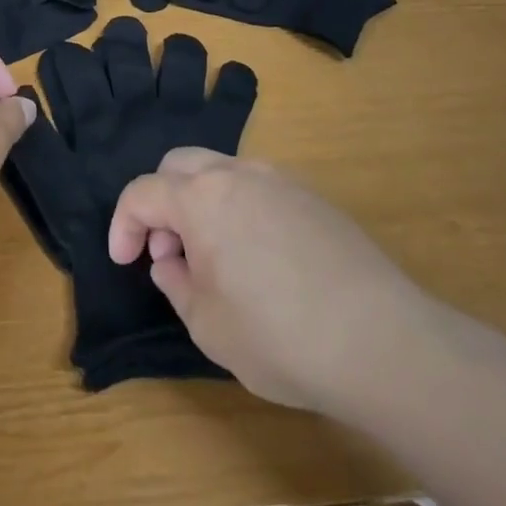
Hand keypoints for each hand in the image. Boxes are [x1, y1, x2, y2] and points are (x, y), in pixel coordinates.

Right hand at [109, 148, 450, 415]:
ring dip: (200, 202)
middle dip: (161, 202)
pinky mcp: (313, 197)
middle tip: (169, 252)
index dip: (123, 224)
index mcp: (201, 198)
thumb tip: (172, 261)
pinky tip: (259, 257)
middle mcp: (237, 173)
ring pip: (220, 169)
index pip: (142, 192)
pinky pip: (258, 187)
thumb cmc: (279, 337)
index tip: (125, 260)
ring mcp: (280, 180)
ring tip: (214, 257)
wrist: (381, 341)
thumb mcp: (208, 326)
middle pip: (178, 165)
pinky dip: (238, 208)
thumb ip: (176, 285)